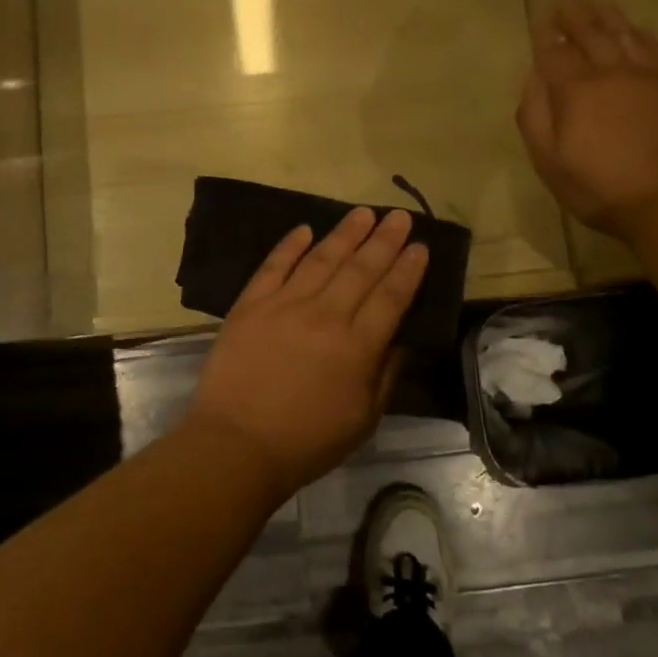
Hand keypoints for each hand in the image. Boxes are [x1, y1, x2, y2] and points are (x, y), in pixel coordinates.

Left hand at [184, 208, 428, 496]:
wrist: (237, 444)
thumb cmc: (307, 441)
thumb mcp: (363, 419)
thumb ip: (385, 374)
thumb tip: (400, 337)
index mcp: (357, 346)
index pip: (390, 297)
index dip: (408, 269)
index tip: (420, 246)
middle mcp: (325, 316)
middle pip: (360, 269)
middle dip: (384, 240)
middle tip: (399, 216)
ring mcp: (284, 305)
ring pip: (321, 259)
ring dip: (345, 234)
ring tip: (363, 213)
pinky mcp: (250, 305)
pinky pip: (273, 266)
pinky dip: (289, 245)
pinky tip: (305, 229)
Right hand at [516, 0, 657, 239]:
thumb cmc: (600, 188)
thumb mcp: (550, 162)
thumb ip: (535, 117)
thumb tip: (532, 81)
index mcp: (576, 91)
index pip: (555, 53)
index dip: (545, 34)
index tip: (540, 16)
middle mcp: (611, 74)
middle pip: (591, 36)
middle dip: (575, 16)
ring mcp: (648, 79)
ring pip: (625, 37)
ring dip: (609, 18)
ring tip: (599, 3)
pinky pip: (656, 51)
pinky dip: (643, 36)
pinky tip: (637, 29)